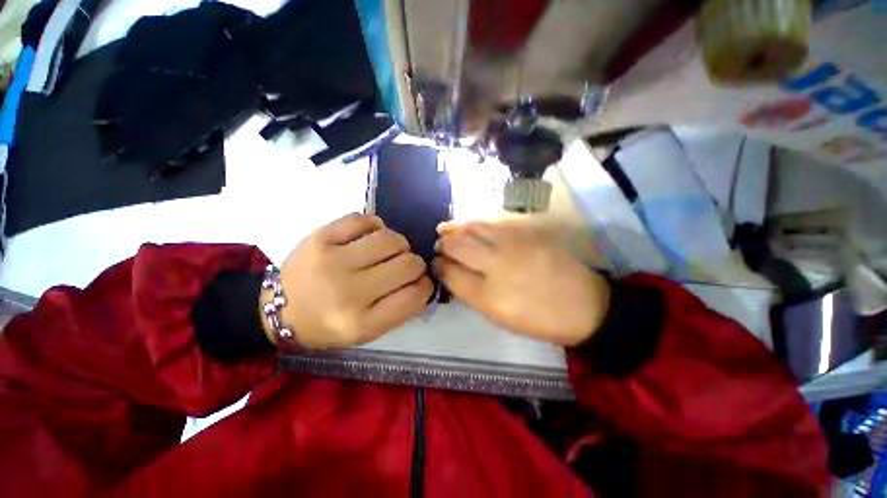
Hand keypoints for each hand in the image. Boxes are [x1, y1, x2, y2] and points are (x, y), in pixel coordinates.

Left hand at [263, 213, 433, 347]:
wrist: (279, 308)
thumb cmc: (328, 324)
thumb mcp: (367, 331)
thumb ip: (400, 309)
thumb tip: (424, 281)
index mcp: (361, 322)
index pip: (415, 295)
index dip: (425, 286)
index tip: (420, 283)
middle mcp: (348, 292)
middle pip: (408, 264)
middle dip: (415, 264)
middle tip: (403, 267)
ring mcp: (332, 260)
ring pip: (391, 238)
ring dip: (398, 244)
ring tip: (387, 252)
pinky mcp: (320, 237)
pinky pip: (365, 220)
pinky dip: (376, 226)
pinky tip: (369, 237)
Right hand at [434, 219, 610, 346]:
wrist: (583, 306)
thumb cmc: (537, 318)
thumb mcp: (498, 317)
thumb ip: (470, 293)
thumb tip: (450, 273)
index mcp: (488, 296)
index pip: (451, 273)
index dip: (439, 266)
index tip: (435, 263)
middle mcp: (497, 266)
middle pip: (458, 247)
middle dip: (443, 245)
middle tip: (438, 245)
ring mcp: (513, 245)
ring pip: (473, 228)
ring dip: (454, 228)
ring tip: (444, 229)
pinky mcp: (527, 232)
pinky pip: (493, 221)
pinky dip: (475, 221)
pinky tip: (468, 224)